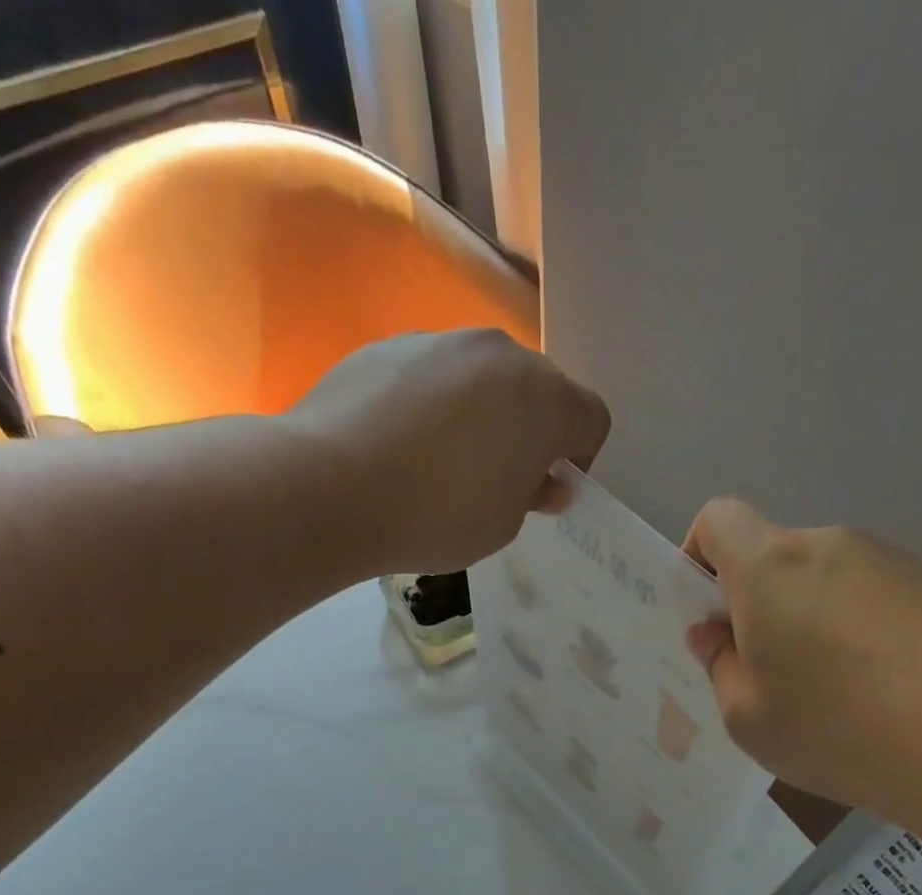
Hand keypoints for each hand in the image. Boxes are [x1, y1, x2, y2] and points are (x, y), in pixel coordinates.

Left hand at [286, 329, 611, 574]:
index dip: (580, 458)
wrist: (329, 485)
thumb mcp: (501, 526)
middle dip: (528, 432)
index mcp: (544, 399)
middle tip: (494, 480)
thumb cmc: (436, 515)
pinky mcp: (389, 345)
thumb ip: (533, 496)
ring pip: (481, 379)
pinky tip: (397, 445)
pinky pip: (431, 376)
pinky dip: (429, 404)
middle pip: (536, 391)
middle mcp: (500, 354)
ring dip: (479, 414)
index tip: (546, 490)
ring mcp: (441, 342)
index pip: (592, 419)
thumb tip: (546, 482)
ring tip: (438, 463)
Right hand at [682, 498, 921, 830]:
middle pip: (774, 556)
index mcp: (770, 566)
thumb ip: (719, 664)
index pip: (718, 518)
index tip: (708, 614)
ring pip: (823, 579)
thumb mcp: (746, 716)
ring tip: (830, 691)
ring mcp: (891, 562)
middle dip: (756, 603)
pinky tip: (879, 690)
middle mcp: (830, 546)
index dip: (698, 556)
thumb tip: (716, 634)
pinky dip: (856, 630)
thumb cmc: (836, 730)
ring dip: (808, 619)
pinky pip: (870, 598)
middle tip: (765, 672)